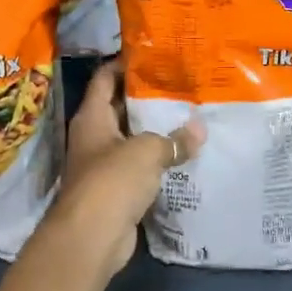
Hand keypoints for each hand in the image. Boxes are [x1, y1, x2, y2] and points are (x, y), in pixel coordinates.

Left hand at [45, 60, 203, 280]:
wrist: (92, 237)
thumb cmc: (112, 180)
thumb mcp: (147, 151)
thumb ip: (174, 139)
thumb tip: (200, 131)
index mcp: (92, 117)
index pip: (104, 78)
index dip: (124, 64)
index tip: (152, 54)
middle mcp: (94, 136)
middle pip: (119, 107)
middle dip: (146, 96)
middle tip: (179, 83)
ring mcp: (103, 164)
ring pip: (132, 138)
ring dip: (154, 130)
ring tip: (188, 114)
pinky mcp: (115, 189)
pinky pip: (139, 166)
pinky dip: (157, 160)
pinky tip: (183, 153)